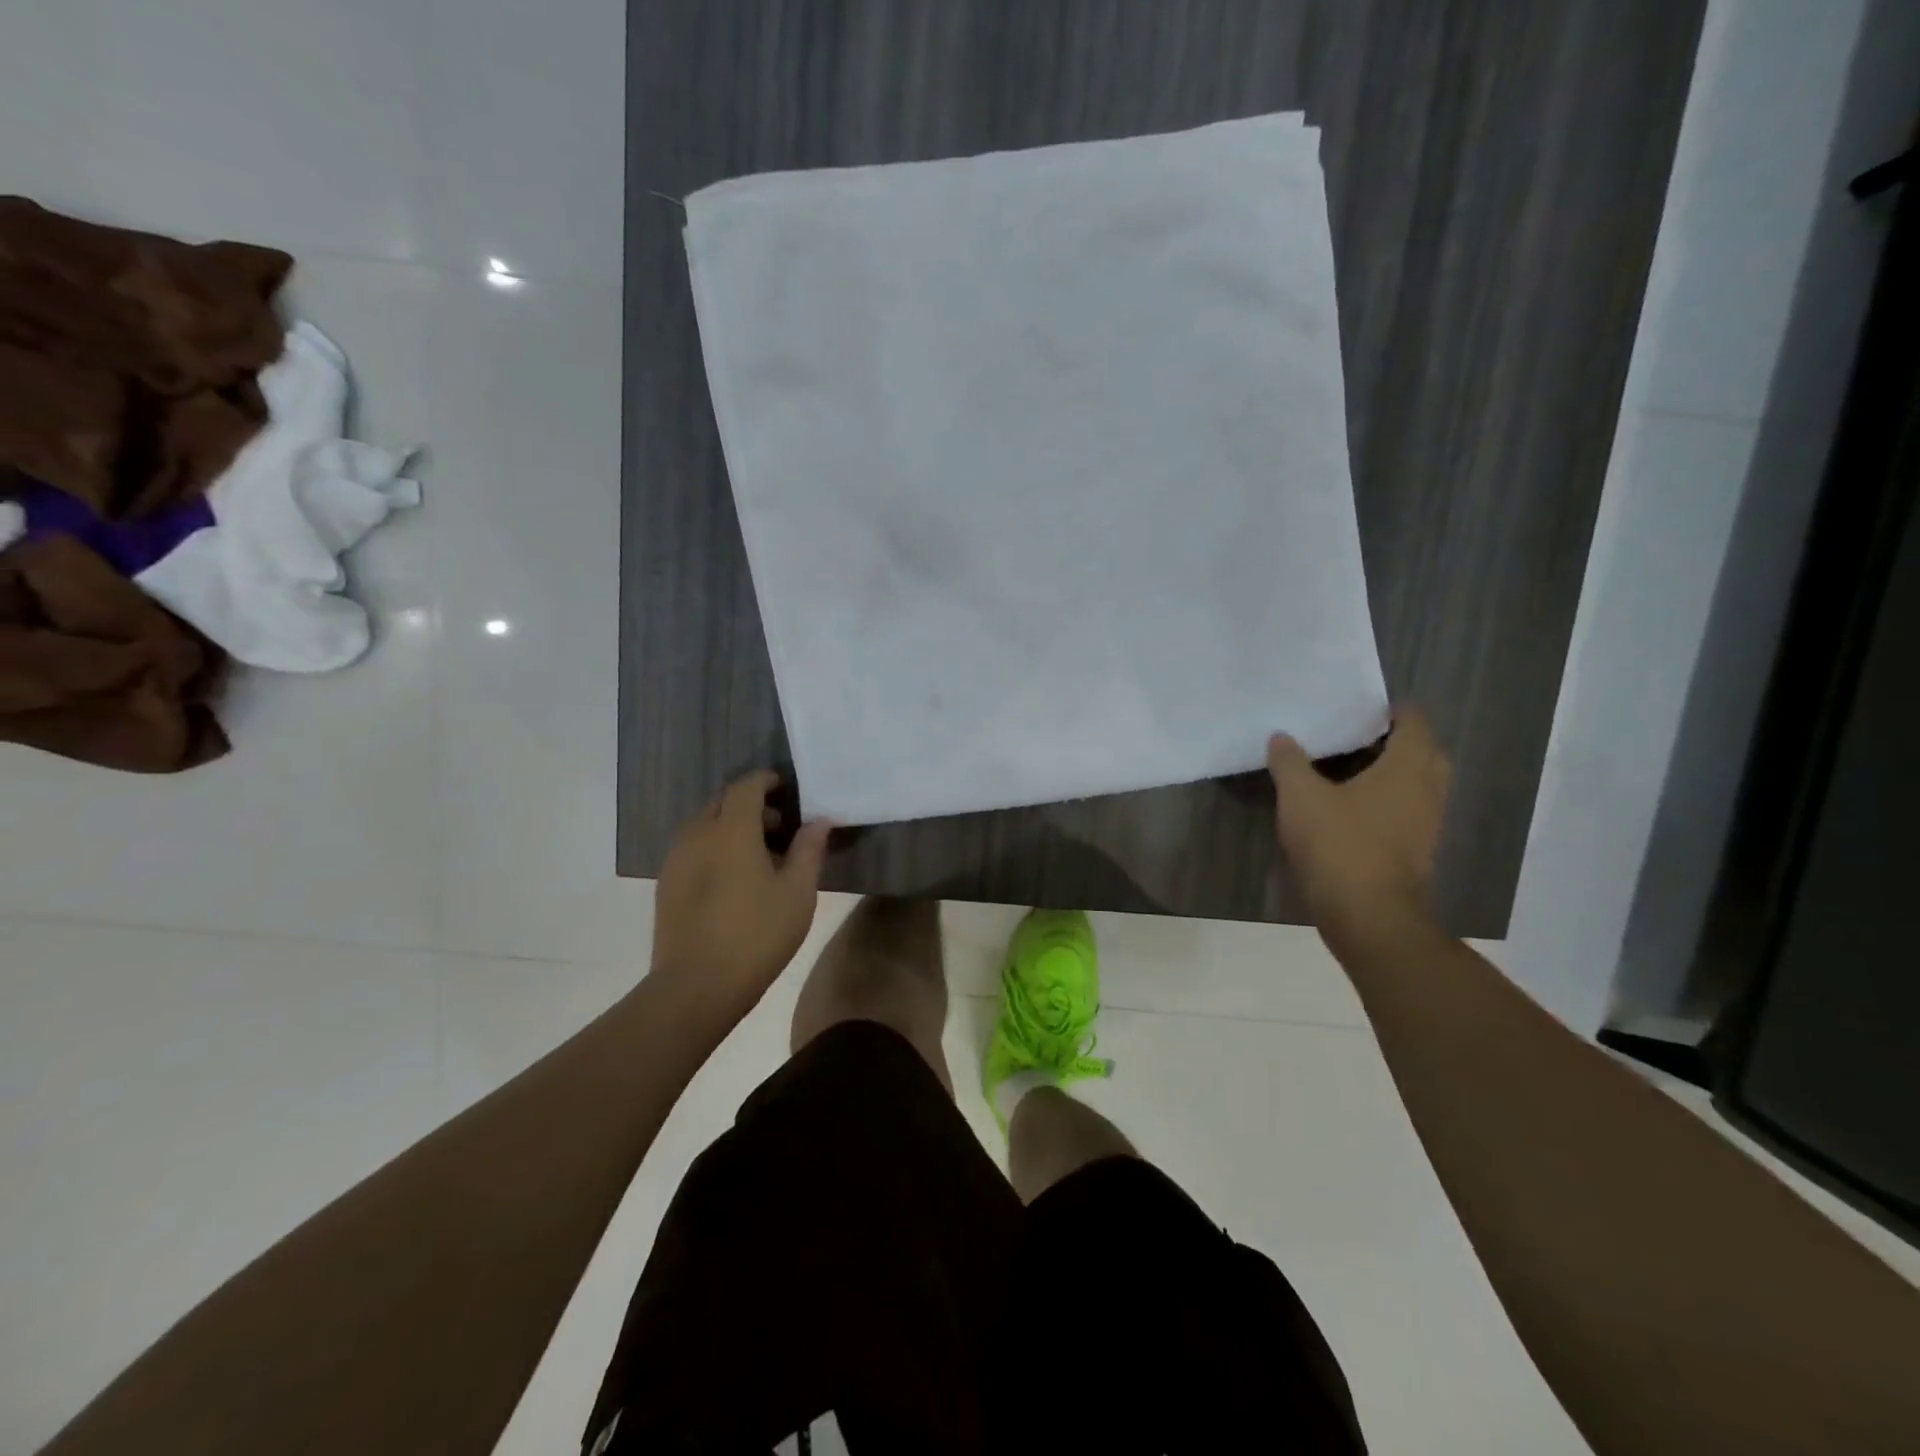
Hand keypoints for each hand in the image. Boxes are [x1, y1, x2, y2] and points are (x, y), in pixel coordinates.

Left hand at [649, 771, 832, 1019]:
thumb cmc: (756, 935)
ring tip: (760, 857)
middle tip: (781, 828)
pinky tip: (734, 879)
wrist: (695, 987)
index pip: (746, 786)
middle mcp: (698, 835)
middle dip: (752, 805)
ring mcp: (676, 860)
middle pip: (724, 803)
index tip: (788, 789)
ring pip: (706, 826)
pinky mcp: (666, 884)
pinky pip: (694, 848)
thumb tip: (819, 821)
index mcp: (731, 830)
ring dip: (733, 827)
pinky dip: (716, 847)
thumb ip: (809, 849)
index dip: (767, 781)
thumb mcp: (797, 893)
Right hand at [1267, 711, 1448, 938]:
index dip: (1394, 710)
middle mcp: (1426, 790)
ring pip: (1419, 784)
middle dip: (1399, 739)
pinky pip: (1409, 810)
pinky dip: (1390, 799)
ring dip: (1396, 771)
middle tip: (1360, 734)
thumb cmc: (1339, 845)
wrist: (1368, 916)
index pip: (1414, 723)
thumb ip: (1290, 762)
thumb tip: (1281, 736)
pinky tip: (1354, 806)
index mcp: (1406, 768)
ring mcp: (1426, 823)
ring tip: (1353, 767)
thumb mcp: (1300, 797)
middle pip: (1425, 752)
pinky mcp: (1416, 850)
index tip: (1364, 706)